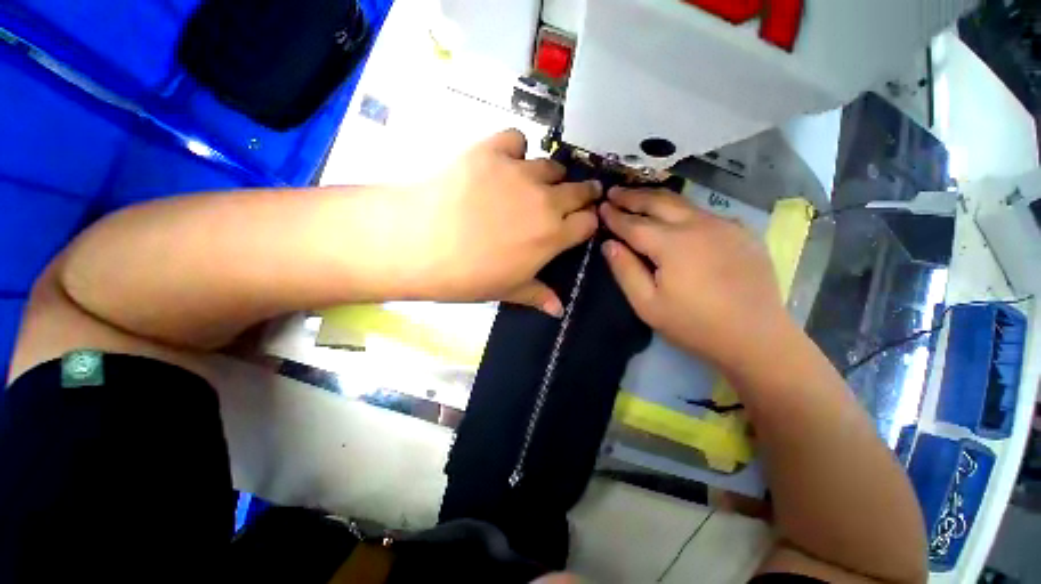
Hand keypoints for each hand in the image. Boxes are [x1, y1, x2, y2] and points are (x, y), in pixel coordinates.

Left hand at [402, 130, 599, 314]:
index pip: (588, 223)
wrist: (421, 244)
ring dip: (550, 175)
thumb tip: (559, 310)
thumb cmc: (468, 275)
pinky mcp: (492, 151)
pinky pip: (516, 140)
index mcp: (552, 235)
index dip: (587, 222)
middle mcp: (545, 200)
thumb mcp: (507, 290)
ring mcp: (519, 172)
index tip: (581, 223)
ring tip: (535, 183)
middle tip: (575, 196)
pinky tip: (504, 162)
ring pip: (551, 165)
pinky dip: (515, 149)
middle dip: (583, 194)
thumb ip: (538, 295)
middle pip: (578, 190)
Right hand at [598, 187, 788, 368]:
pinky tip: (674, 216)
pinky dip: (682, 210)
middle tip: (614, 191)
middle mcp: (698, 225)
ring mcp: (724, 224)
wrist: (756, 337)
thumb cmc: (694, 325)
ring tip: (637, 197)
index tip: (600, 207)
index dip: (615, 215)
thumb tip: (608, 244)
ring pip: (682, 202)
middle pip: (658, 202)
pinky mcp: (741, 231)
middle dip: (633, 195)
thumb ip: (625, 270)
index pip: (634, 224)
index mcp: (672, 244)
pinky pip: (704, 213)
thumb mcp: (647, 304)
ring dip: (656, 198)